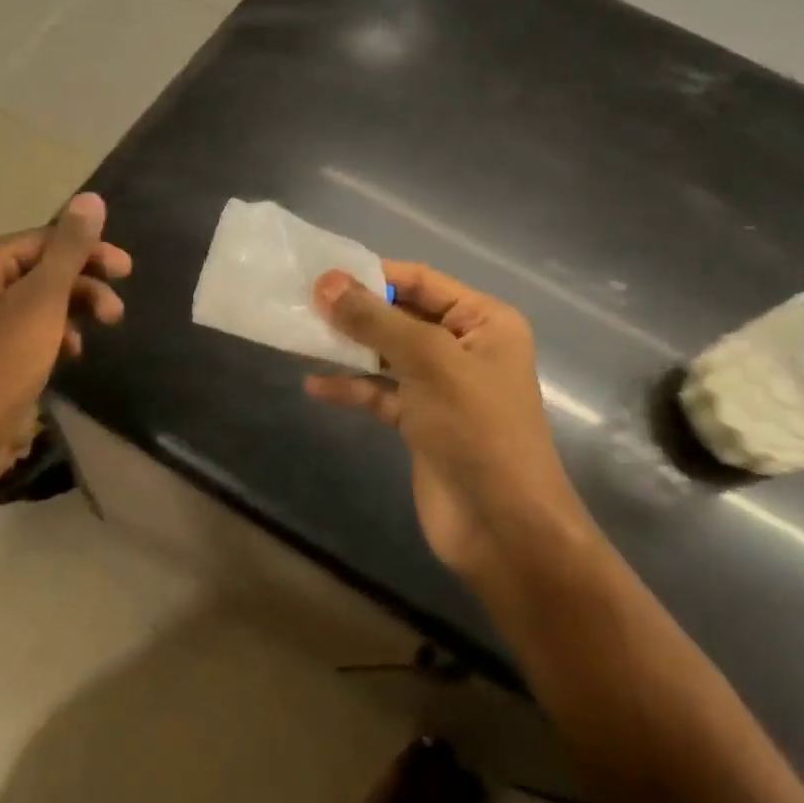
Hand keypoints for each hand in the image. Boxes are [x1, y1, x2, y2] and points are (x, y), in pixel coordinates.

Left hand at [0, 193, 130, 512]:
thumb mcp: (42, 302)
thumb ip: (70, 250)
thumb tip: (91, 198)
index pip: (45, 240)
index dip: (89, 252)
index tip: (127, 271)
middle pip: (42, 269)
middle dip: (84, 286)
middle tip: (117, 312)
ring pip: (38, 302)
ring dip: (73, 312)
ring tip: (98, 335)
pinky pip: (27, 331)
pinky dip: (54, 336)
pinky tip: (71, 355)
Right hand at [304, 262, 584, 582]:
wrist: (503, 528)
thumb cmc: (477, 429)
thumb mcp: (428, 362)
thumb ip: (376, 321)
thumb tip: (326, 282)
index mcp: (484, 321)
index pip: (422, 281)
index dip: (374, 274)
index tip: (322, 274)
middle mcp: (464, 347)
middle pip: (401, 316)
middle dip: (356, 311)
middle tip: (303, 303)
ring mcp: (442, 387)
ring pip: (387, 354)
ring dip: (349, 347)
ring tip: (300, 337)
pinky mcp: (421, 422)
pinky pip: (380, 393)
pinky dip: (351, 387)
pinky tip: (315, 385)